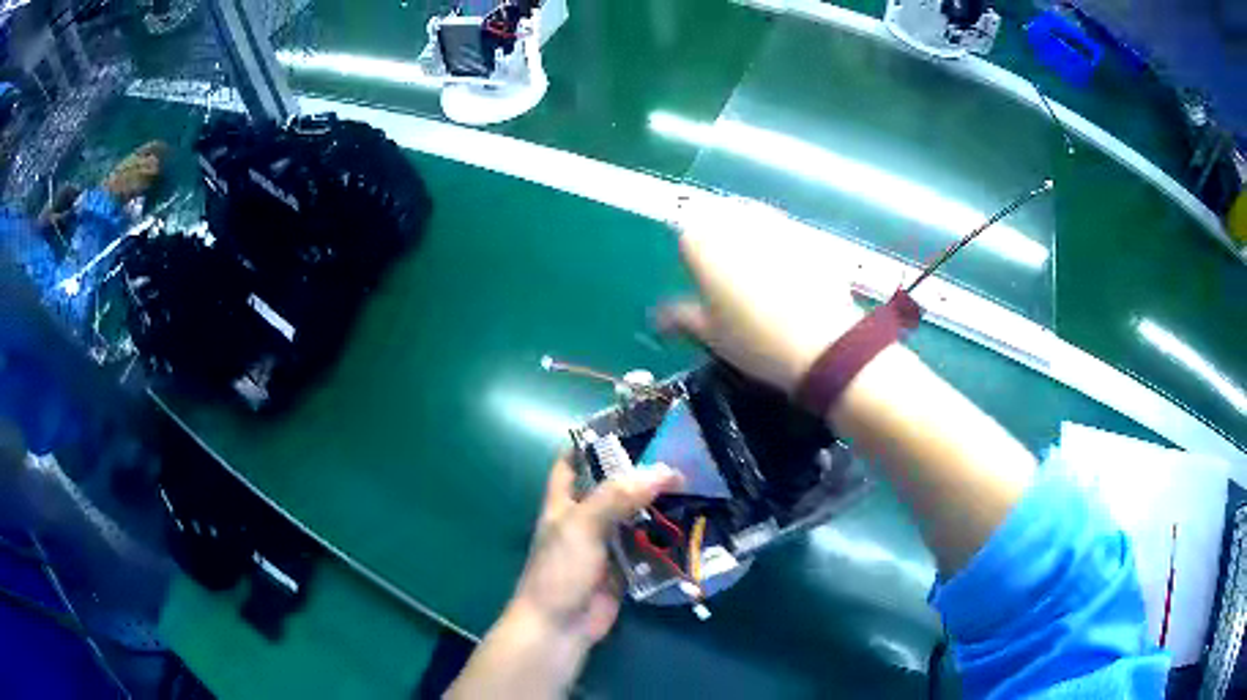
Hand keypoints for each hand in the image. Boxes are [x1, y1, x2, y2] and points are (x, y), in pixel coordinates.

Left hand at [510, 455, 681, 641]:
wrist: (561, 626)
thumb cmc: (560, 570)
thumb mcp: (582, 526)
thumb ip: (617, 497)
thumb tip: (664, 470)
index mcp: (564, 501)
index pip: (572, 460)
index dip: (593, 440)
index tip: (629, 424)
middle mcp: (585, 517)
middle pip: (614, 486)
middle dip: (641, 471)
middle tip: (680, 451)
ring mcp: (606, 542)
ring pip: (636, 514)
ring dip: (659, 502)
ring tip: (696, 480)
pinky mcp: (626, 565)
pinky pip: (649, 544)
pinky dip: (667, 534)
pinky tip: (693, 520)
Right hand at [657, 196, 862, 393]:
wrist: (820, 342)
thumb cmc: (753, 340)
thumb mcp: (709, 334)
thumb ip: (680, 317)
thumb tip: (658, 318)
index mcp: (700, 241)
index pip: (687, 240)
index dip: (695, 263)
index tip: (706, 288)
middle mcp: (734, 219)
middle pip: (719, 221)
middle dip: (722, 244)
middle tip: (734, 282)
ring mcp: (774, 220)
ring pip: (753, 221)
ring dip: (752, 239)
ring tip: (765, 277)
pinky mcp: (806, 230)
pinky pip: (785, 232)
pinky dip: (783, 247)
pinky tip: (794, 277)